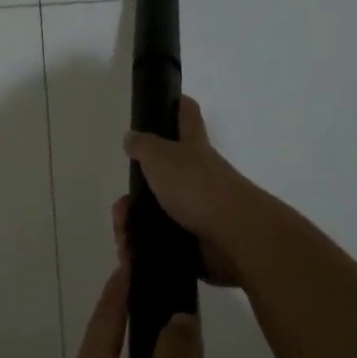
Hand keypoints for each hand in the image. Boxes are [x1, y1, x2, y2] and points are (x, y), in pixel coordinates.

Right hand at [119, 97, 260, 286]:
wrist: (234, 236)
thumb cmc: (196, 187)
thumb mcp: (161, 157)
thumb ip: (144, 145)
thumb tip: (132, 137)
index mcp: (193, 147)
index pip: (187, 115)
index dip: (178, 105)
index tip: (169, 100)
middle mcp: (199, 174)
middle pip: (165, 174)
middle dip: (137, 194)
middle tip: (121, 210)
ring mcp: (201, 209)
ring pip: (159, 213)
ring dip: (136, 227)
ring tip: (125, 241)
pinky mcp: (199, 241)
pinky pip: (165, 243)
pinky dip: (147, 250)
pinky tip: (134, 257)